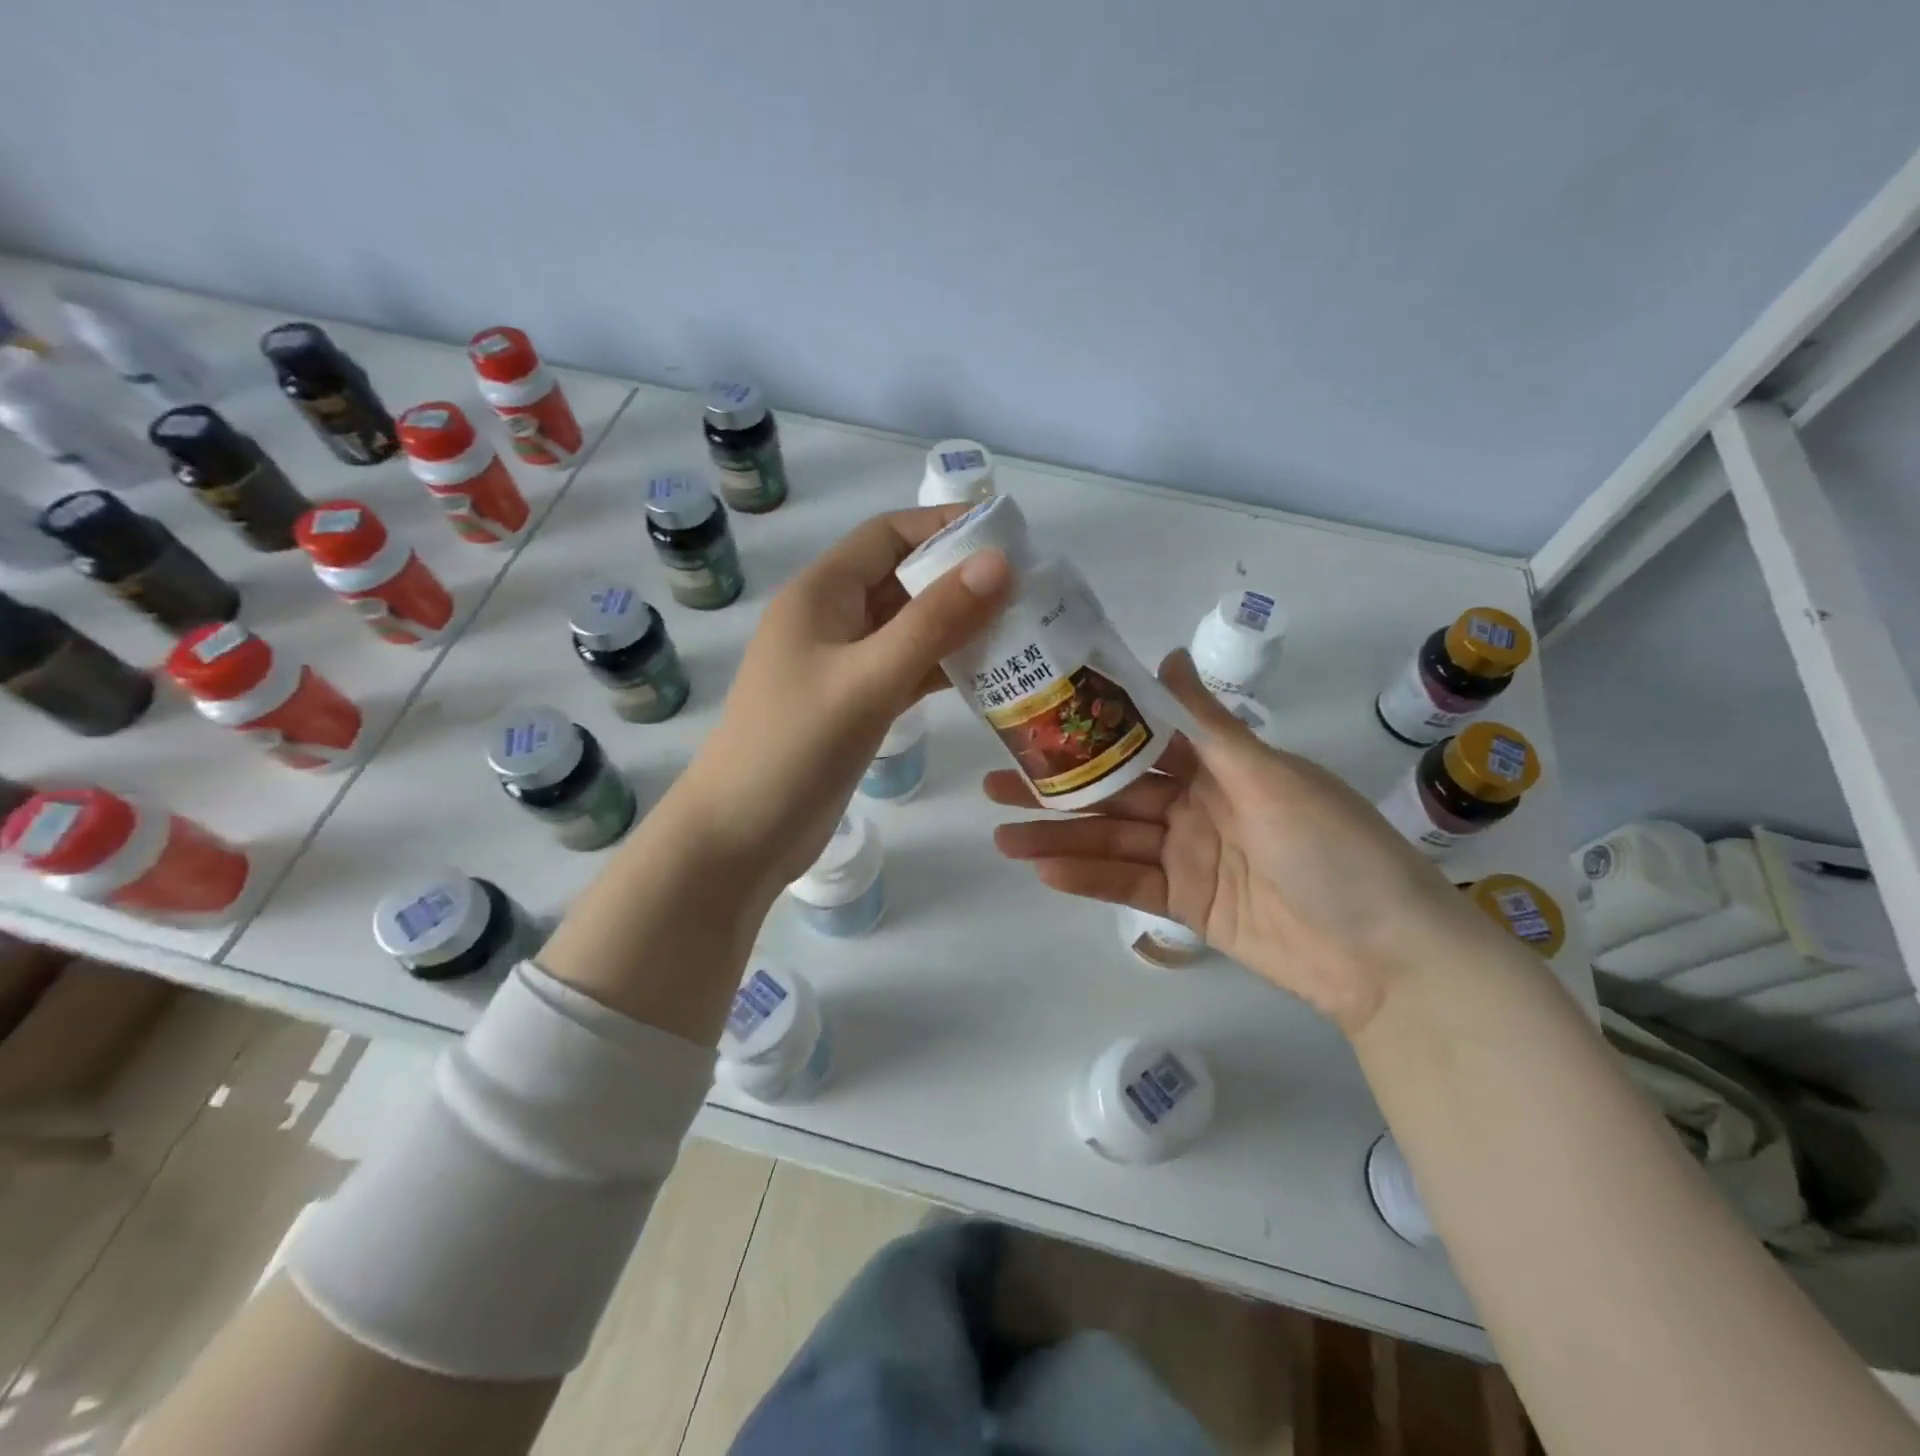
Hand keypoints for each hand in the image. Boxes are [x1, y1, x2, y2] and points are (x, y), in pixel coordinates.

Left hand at [678, 505, 1012, 899]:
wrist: (739, 838)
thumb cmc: (793, 748)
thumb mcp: (868, 679)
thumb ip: (934, 622)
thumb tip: (1000, 561)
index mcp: (821, 594)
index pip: (888, 535)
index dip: (945, 527)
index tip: (1009, 539)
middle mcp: (831, 620)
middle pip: (903, 580)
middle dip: (962, 580)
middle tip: (1030, 593)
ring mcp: (842, 666)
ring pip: (910, 629)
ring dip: (959, 628)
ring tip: (1023, 633)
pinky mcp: (855, 706)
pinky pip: (907, 671)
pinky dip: (944, 669)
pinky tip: (989, 678)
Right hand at [986, 651, 1492, 1033]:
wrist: (1384, 953)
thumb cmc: (1331, 845)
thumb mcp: (1268, 775)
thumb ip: (1206, 724)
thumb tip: (1166, 656)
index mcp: (1217, 764)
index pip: (1138, 739)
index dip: (1087, 730)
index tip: (1034, 719)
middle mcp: (1196, 803)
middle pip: (1113, 793)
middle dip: (1055, 789)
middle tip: (992, 783)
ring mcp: (1188, 855)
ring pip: (1112, 841)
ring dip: (1058, 839)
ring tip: (1001, 836)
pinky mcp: (1186, 905)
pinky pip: (1129, 886)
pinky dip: (1089, 879)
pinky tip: (1044, 872)